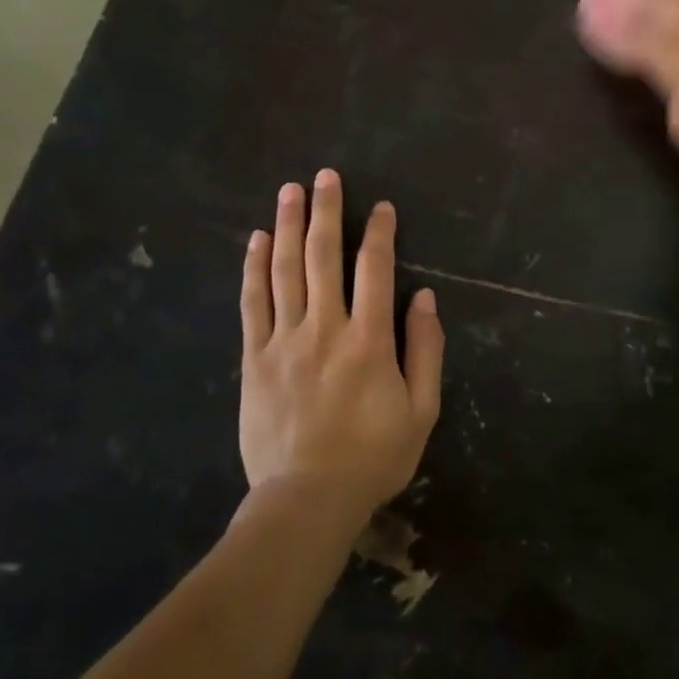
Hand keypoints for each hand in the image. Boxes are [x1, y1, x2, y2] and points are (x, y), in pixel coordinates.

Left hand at [239, 170, 443, 521]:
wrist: (305, 502)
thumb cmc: (371, 457)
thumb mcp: (421, 411)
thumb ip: (426, 350)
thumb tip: (424, 298)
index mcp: (369, 339)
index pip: (375, 269)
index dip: (380, 233)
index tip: (382, 207)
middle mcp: (325, 327)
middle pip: (324, 256)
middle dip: (328, 211)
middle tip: (326, 176)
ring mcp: (284, 340)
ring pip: (285, 270)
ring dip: (290, 225)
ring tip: (290, 191)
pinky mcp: (254, 358)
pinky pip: (253, 303)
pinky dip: (254, 267)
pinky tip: (258, 239)